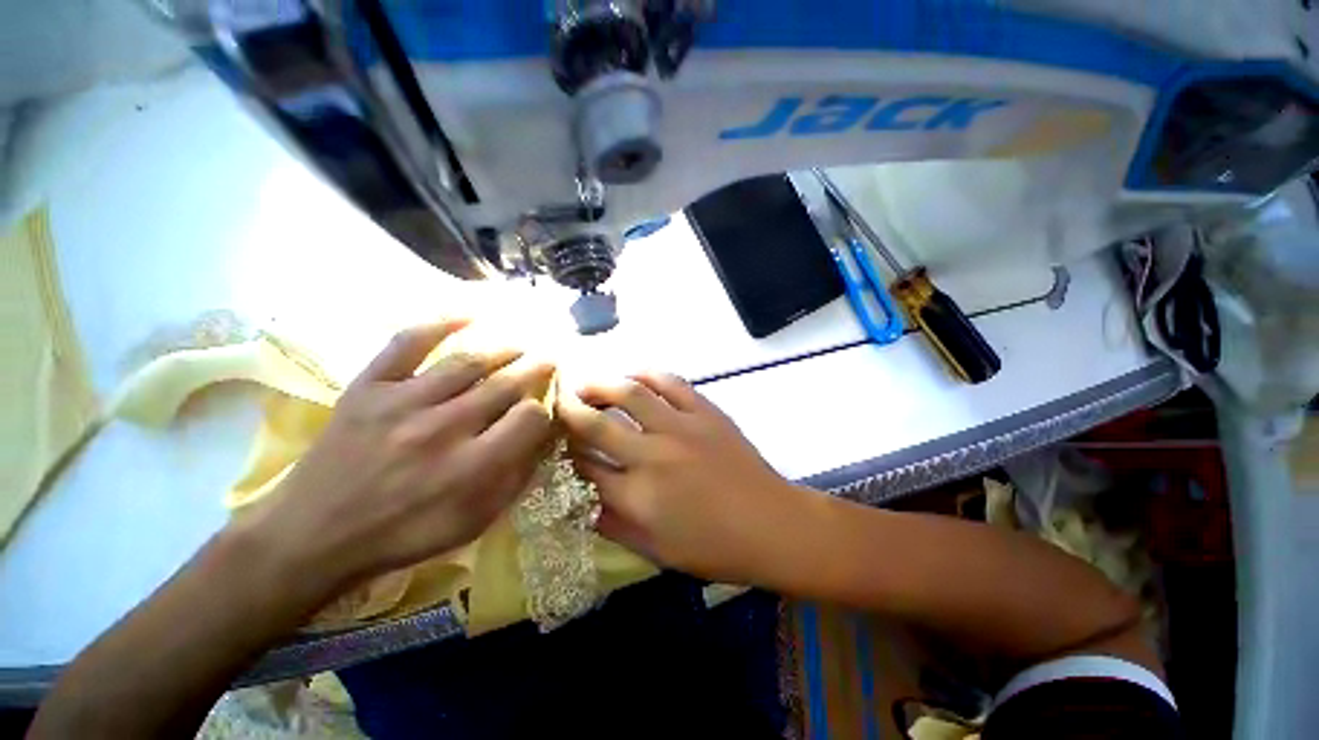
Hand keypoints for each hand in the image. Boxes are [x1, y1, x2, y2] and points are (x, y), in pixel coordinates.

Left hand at [240, 320, 555, 595]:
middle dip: (536, 369)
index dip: (543, 411)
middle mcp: (442, 429)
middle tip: (549, 360)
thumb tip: (545, 437)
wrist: (313, 535)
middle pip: (505, 384)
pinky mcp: (369, 387)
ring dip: (503, 349)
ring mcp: (402, 403)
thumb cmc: (403, 534)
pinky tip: (469, 316)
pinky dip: (440, 324)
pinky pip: (407, 343)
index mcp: (471, 468)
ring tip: (520, 346)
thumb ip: (516, 478)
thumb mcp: (474, 521)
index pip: (530, 418)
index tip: (542, 411)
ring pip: (468, 362)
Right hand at [558, 373, 807, 583]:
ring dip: (602, 385)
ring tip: (587, 384)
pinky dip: (647, 374)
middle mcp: (653, 456)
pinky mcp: (705, 412)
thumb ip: (615, 526)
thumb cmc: (716, 548)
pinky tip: (634, 375)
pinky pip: (670, 383)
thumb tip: (583, 500)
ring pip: (630, 394)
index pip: (584, 467)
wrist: (773, 525)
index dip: (563, 452)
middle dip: (570, 412)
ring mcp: (681, 428)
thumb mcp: (657, 552)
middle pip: (597, 426)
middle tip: (558, 402)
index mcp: (638, 497)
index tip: (555, 442)